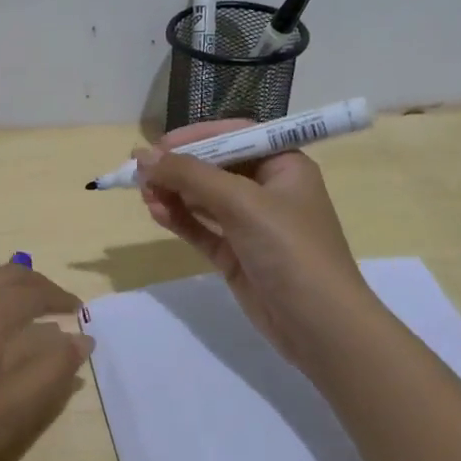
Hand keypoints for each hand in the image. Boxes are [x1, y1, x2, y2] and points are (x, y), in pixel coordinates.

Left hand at [0, 263, 91, 460]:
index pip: (33, 290)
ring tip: (30, 323)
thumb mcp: (13, 409)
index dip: (61, 299)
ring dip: (8, 295)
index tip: (82, 314)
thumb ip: (52, 369)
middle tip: (60, 309)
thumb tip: (80, 338)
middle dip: (36, 287)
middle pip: (4, 277)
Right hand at [137, 120, 369, 367]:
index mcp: (284, 165)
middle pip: (215, 166)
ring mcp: (250, 224)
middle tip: (140, 172)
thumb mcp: (242, 203)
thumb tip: (143, 155)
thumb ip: (190, 175)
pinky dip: (178, 218)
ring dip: (174, 193)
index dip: (196, 137)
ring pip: (203, 198)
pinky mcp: (235, 254)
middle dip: (178, 167)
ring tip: (142, 193)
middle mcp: (268, 189)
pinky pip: (201, 227)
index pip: (235, 136)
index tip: (159, 144)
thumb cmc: (290, 249)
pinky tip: (156, 212)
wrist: (319, 324)